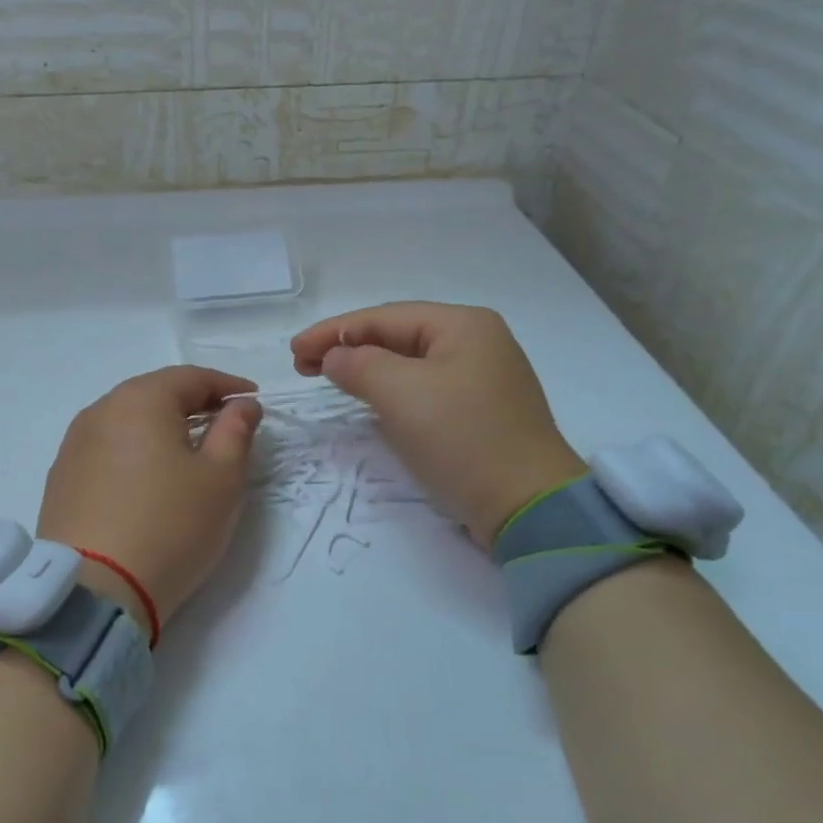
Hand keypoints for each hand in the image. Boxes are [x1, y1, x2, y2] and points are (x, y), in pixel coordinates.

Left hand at [37, 366, 262, 633]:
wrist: (95, 590)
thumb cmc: (171, 526)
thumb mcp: (221, 479)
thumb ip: (236, 432)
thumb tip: (242, 405)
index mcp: (140, 400)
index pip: (190, 377)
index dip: (226, 385)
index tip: (252, 400)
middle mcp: (100, 411)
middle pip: (154, 394)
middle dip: (192, 402)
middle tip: (223, 421)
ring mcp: (73, 445)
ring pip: (127, 421)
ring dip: (160, 427)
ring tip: (187, 449)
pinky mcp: (61, 479)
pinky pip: (107, 449)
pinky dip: (134, 451)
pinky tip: (147, 476)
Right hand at [291, 302, 586, 546]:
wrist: (528, 505)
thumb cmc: (463, 439)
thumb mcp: (402, 395)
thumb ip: (359, 365)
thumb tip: (335, 357)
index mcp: (463, 325)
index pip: (383, 317)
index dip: (332, 331)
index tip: (294, 352)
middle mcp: (476, 342)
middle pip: (398, 336)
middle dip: (348, 348)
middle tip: (303, 367)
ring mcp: (482, 378)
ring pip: (410, 364)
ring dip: (368, 370)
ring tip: (330, 380)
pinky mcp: (480, 412)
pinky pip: (425, 389)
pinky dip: (392, 391)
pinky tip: (373, 401)